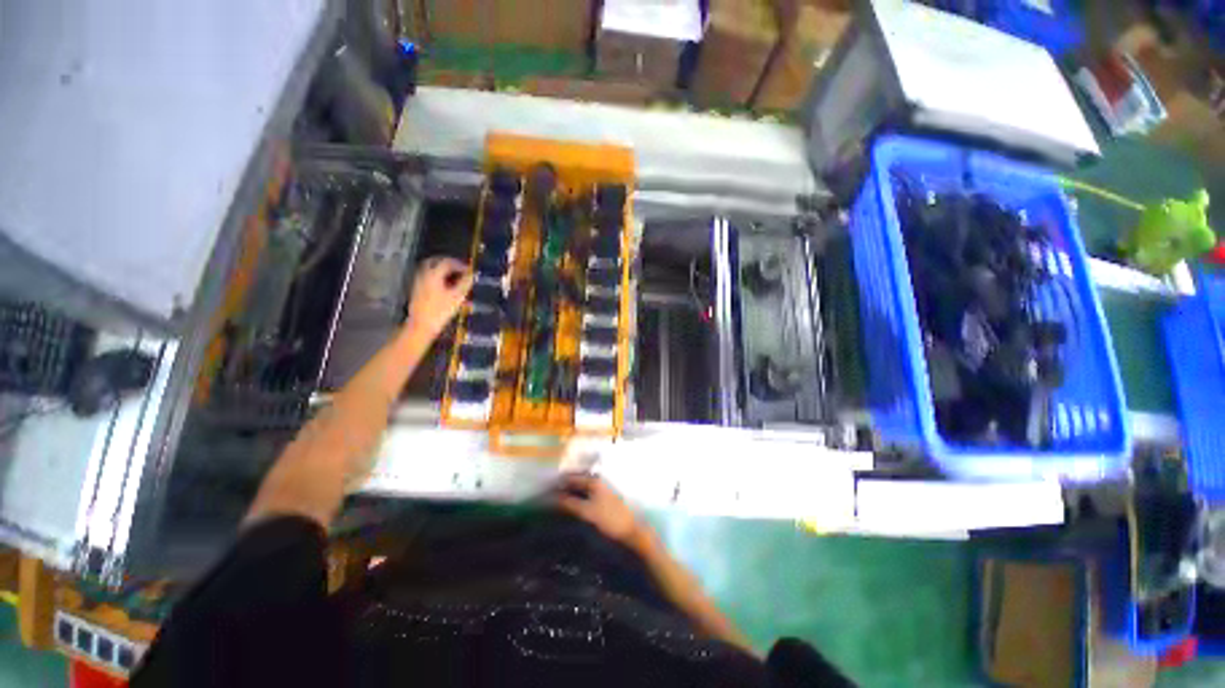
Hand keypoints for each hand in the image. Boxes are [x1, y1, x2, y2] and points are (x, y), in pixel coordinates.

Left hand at [407, 257, 472, 339]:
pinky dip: (438, 277)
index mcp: (433, 274)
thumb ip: (465, 283)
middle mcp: (424, 275)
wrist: (421, 326)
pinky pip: (428, 278)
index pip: (447, 262)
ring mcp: (419, 282)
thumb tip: (473, 274)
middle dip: (448, 263)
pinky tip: (446, 287)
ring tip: (455, 278)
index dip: (460, 264)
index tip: (470, 270)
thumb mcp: (457, 297)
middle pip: (435, 262)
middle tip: (460, 268)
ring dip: (443, 271)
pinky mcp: (418, 291)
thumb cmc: (440, 311)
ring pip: (430, 270)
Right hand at [555, 473, 647, 548]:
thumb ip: (570, 503)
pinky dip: (577, 498)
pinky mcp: (605, 501)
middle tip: (548, 495)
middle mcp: (598, 482)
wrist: (632, 532)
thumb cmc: (610, 520)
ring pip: (582, 489)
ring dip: (570, 493)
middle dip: (563, 487)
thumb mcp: (587, 512)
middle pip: (577, 482)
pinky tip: (571, 507)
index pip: (572, 478)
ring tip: (556, 502)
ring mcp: (603, 491)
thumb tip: (553, 497)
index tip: (544, 488)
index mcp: (594, 481)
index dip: (559, 482)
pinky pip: (587, 495)